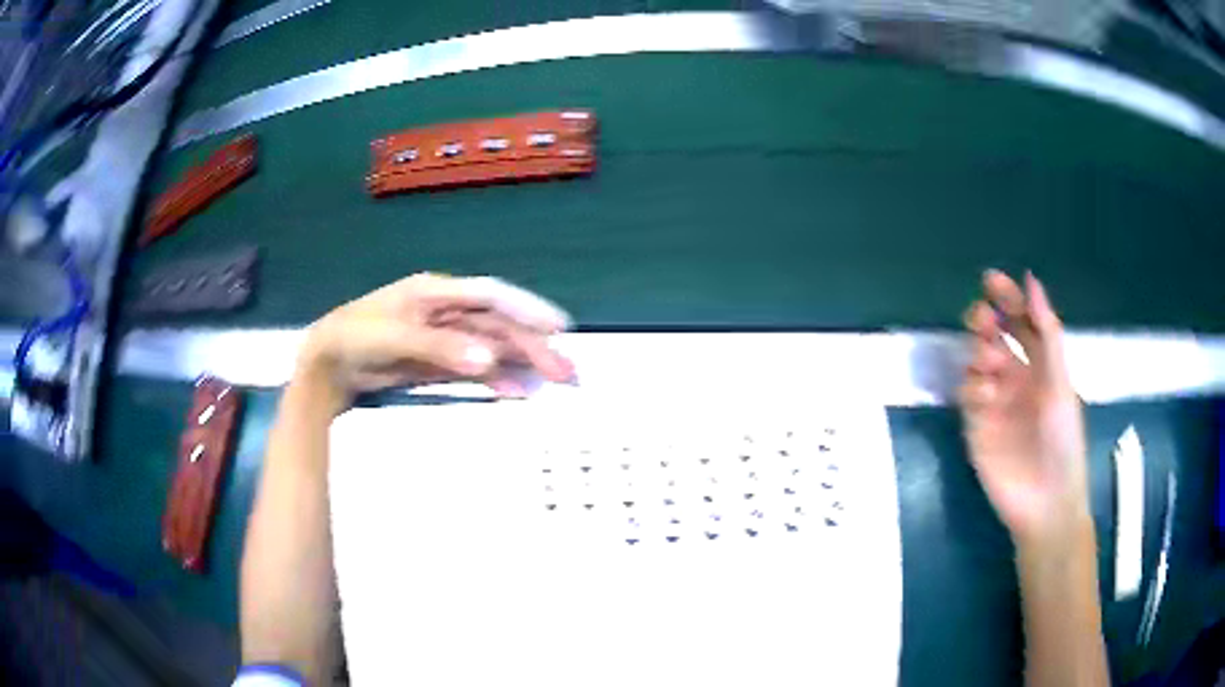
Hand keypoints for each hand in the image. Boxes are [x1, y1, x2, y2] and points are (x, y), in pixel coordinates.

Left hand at [296, 273, 574, 411]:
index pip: (490, 296)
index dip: (526, 308)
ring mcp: (443, 339)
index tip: (559, 327)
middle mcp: (446, 312)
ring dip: (521, 363)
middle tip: (565, 371)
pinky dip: (496, 379)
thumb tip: (491, 360)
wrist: (328, 365)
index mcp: (436, 293)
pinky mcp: (438, 363)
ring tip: (551, 383)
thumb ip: (441, 348)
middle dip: (532, 345)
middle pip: (498, 325)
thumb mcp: (395, 338)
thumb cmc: (355, 338)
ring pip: (492, 348)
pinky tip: (516, 392)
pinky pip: (475, 369)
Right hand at [958, 270, 1089, 547]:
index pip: (1021, 323)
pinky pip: (968, 397)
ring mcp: (995, 403)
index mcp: (1040, 366)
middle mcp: (1016, 379)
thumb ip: (1046, 334)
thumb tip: (1031, 280)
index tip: (991, 281)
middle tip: (983, 318)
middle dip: (985, 321)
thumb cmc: (1064, 442)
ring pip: (976, 362)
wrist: (1046, 503)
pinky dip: (972, 387)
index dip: (1008, 299)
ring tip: (990, 365)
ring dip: (979, 354)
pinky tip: (985, 394)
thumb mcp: (1061, 384)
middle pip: (993, 338)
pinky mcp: (977, 429)